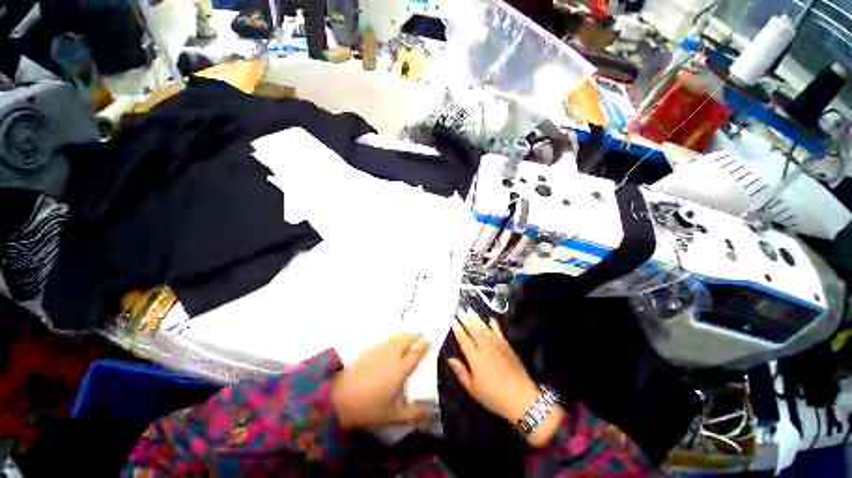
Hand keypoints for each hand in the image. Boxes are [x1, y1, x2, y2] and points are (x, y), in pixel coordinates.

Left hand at [332, 334, 432, 429]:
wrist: (339, 398)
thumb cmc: (368, 407)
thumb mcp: (392, 415)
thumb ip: (413, 413)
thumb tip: (430, 411)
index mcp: (400, 369)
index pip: (415, 354)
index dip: (424, 347)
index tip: (430, 341)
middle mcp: (391, 356)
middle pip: (406, 340)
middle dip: (414, 336)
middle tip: (420, 335)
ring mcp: (379, 351)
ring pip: (395, 338)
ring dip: (404, 335)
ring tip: (409, 335)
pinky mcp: (368, 351)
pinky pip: (385, 340)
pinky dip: (392, 338)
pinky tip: (391, 342)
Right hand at [449, 310, 565, 446]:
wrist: (522, 398)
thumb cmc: (494, 396)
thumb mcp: (473, 389)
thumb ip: (461, 372)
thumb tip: (450, 359)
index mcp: (475, 358)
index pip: (464, 339)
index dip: (458, 329)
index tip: (453, 320)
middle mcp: (485, 348)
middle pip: (474, 330)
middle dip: (466, 319)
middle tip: (460, 309)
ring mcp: (498, 345)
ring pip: (485, 328)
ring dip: (477, 319)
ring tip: (471, 310)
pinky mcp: (507, 346)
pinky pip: (499, 332)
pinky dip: (495, 325)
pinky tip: (491, 320)